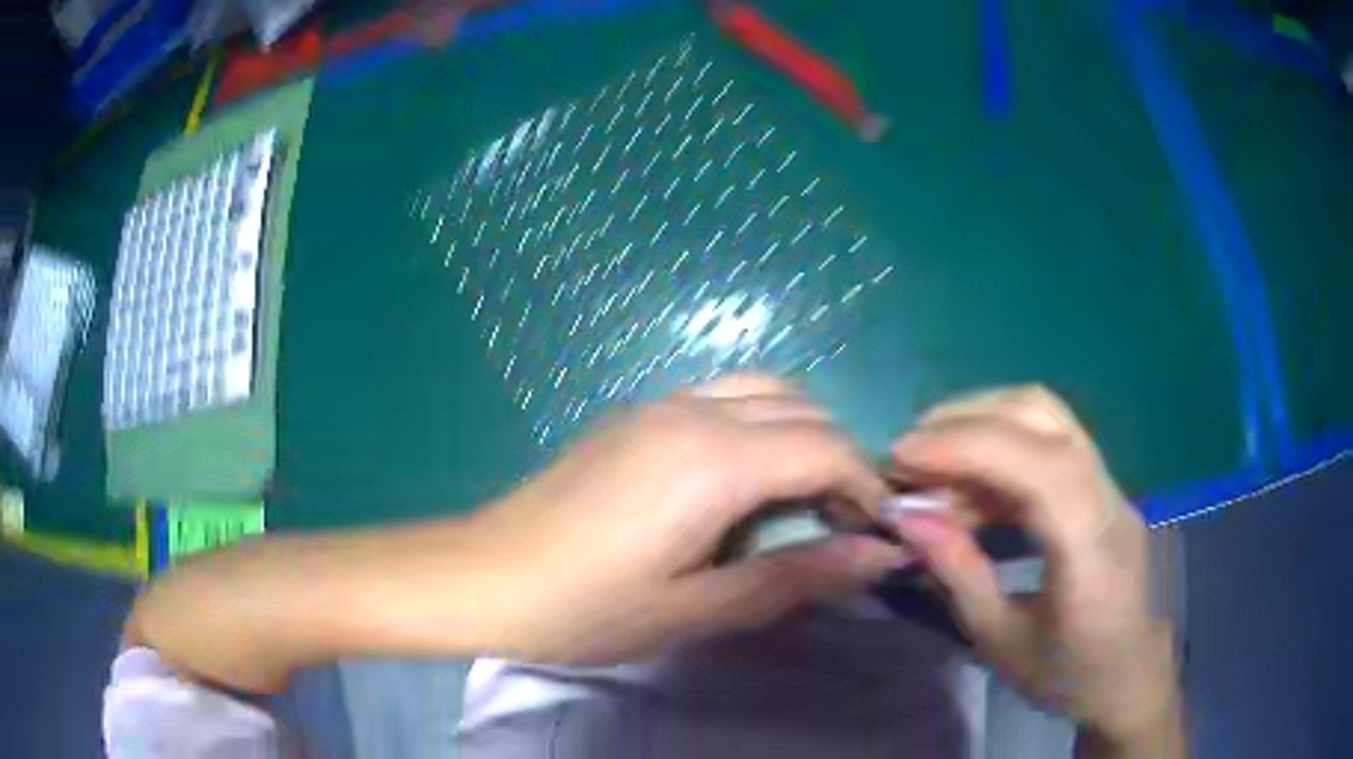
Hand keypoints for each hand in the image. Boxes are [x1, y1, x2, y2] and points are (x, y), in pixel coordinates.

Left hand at [469, 374, 906, 663]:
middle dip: (839, 458)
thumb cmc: (587, 607)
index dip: (866, 486)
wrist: (485, 576)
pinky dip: (759, 425)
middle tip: (838, 524)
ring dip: (800, 434)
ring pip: (764, 390)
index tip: (875, 533)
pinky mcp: (635, 414)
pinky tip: (740, 482)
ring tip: (798, 500)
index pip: (828, 447)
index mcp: (714, 460)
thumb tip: (880, 554)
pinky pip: (722, 397)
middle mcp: (693, 411)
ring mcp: (659, 404)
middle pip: (804, 408)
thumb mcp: (698, 609)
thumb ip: (797, 576)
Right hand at [882, 386, 1182, 754]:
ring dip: (983, 422)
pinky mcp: (1103, 487)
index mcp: (1091, 551)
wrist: (1130, 676)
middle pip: (1046, 415)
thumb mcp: (1001, 643)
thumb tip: (907, 516)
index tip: (902, 456)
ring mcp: (1112, 486)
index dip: (970, 446)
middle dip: (969, 417)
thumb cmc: (1067, 676)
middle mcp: (1110, 500)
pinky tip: (969, 483)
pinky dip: (1000, 448)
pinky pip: (1049, 444)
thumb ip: (959, 574)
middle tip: (911, 449)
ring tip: (931, 461)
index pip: (1041, 466)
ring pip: (1048, 418)